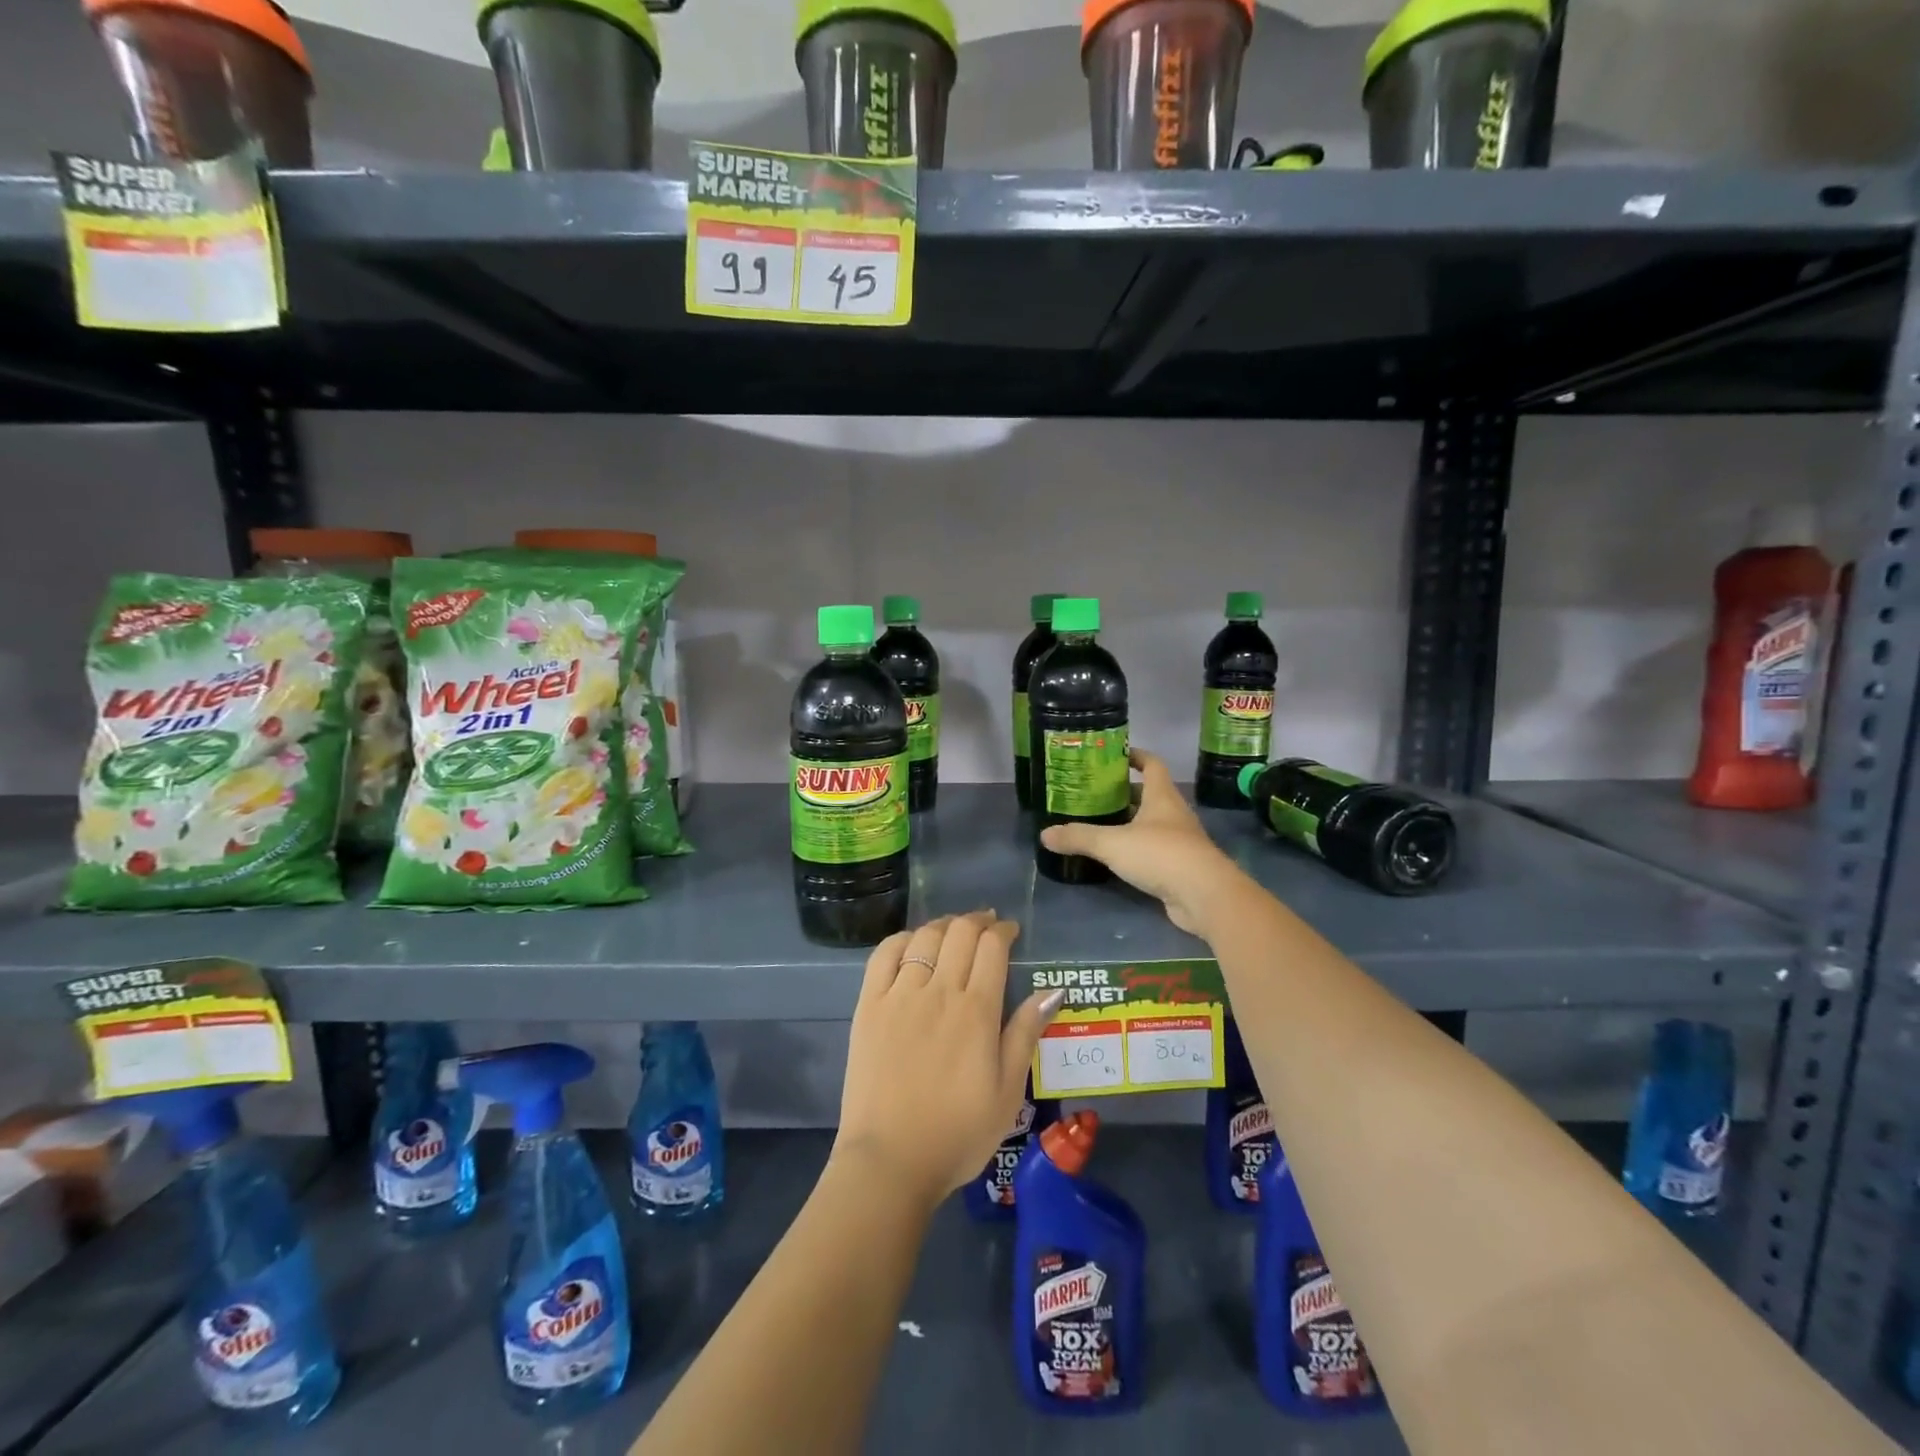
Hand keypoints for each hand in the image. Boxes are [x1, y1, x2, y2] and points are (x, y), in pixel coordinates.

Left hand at [835, 911, 1059, 1210]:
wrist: (890, 1160)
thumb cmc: (958, 1133)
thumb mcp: (1007, 1091)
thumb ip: (1025, 1034)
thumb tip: (1052, 990)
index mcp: (976, 1010)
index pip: (992, 947)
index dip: (1003, 931)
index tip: (1010, 932)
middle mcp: (938, 991)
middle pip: (959, 933)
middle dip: (977, 921)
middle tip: (986, 925)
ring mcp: (899, 995)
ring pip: (924, 938)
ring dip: (944, 925)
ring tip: (953, 929)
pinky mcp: (868, 1006)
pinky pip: (884, 955)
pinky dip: (902, 939)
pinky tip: (912, 943)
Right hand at [1039, 748, 1238, 934]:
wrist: (1204, 896)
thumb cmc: (1160, 854)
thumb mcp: (1112, 843)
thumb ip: (1079, 837)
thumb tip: (1044, 834)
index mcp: (1162, 796)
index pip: (1152, 764)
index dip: (1136, 756)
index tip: (1115, 755)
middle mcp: (1173, 814)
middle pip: (1149, 795)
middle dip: (1124, 793)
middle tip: (1094, 795)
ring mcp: (1180, 841)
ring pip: (1151, 824)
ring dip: (1130, 822)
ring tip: (1100, 824)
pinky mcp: (1180, 867)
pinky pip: (1154, 850)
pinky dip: (1136, 849)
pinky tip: (1116, 857)